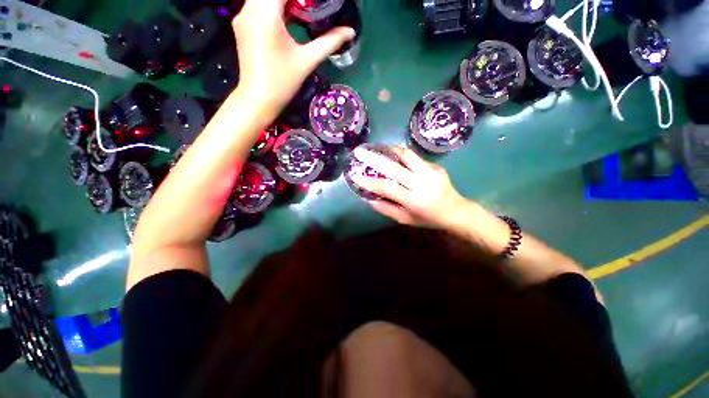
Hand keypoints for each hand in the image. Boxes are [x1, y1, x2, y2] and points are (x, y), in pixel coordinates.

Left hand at [232, 0, 354, 110]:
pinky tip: (287, 20)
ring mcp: (242, 16)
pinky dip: (274, 6)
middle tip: (311, 9)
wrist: (258, 99)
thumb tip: (349, 32)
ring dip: (284, 2)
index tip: (317, 6)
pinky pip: (257, 4)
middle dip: (295, 0)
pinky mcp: (241, 24)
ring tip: (301, 14)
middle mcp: (249, 9)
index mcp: (266, 14)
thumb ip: (329, 42)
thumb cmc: (283, 82)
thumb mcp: (307, 60)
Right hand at [350, 147, 472, 230]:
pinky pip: (414, 157)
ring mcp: (431, 172)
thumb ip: (386, 209)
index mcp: (415, 201)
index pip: (388, 188)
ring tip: (376, 148)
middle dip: (374, 159)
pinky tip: (392, 154)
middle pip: (395, 168)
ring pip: (406, 155)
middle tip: (359, 152)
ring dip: (388, 150)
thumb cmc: (428, 218)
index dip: (370, 182)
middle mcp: (423, 184)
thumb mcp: (405, 219)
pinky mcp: (436, 165)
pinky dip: (400, 154)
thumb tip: (368, 198)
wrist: (456, 211)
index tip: (355, 175)